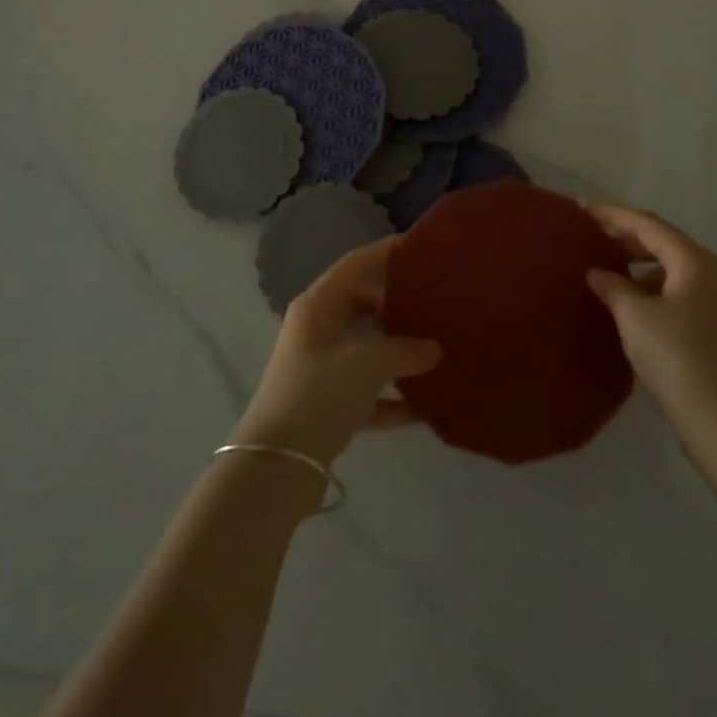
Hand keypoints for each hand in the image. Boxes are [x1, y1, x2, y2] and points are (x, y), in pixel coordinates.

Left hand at [230, 236, 443, 470]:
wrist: (277, 466)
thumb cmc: (318, 395)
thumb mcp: (367, 365)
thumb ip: (405, 350)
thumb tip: (435, 348)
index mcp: (318, 305)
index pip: (356, 264)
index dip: (386, 253)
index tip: (421, 249)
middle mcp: (317, 329)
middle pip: (363, 305)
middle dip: (399, 307)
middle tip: (438, 305)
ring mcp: (321, 367)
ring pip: (367, 348)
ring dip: (399, 354)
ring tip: (440, 353)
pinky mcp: (327, 404)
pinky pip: (367, 390)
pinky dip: (392, 396)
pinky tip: (426, 408)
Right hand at [584, 201, 716, 457]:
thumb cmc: (678, 358)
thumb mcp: (635, 316)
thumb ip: (613, 286)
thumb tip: (598, 273)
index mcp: (694, 261)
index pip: (646, 224)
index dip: (611, 214)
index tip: (580, 207)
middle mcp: (711, 275)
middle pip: (662, 243)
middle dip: (625, 237)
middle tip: (590, 236)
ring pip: (670, 271)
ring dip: (638, 267)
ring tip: (606, 273)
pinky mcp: (716, 332)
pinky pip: (677, 295)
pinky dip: (651, 291)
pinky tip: (629, 308)